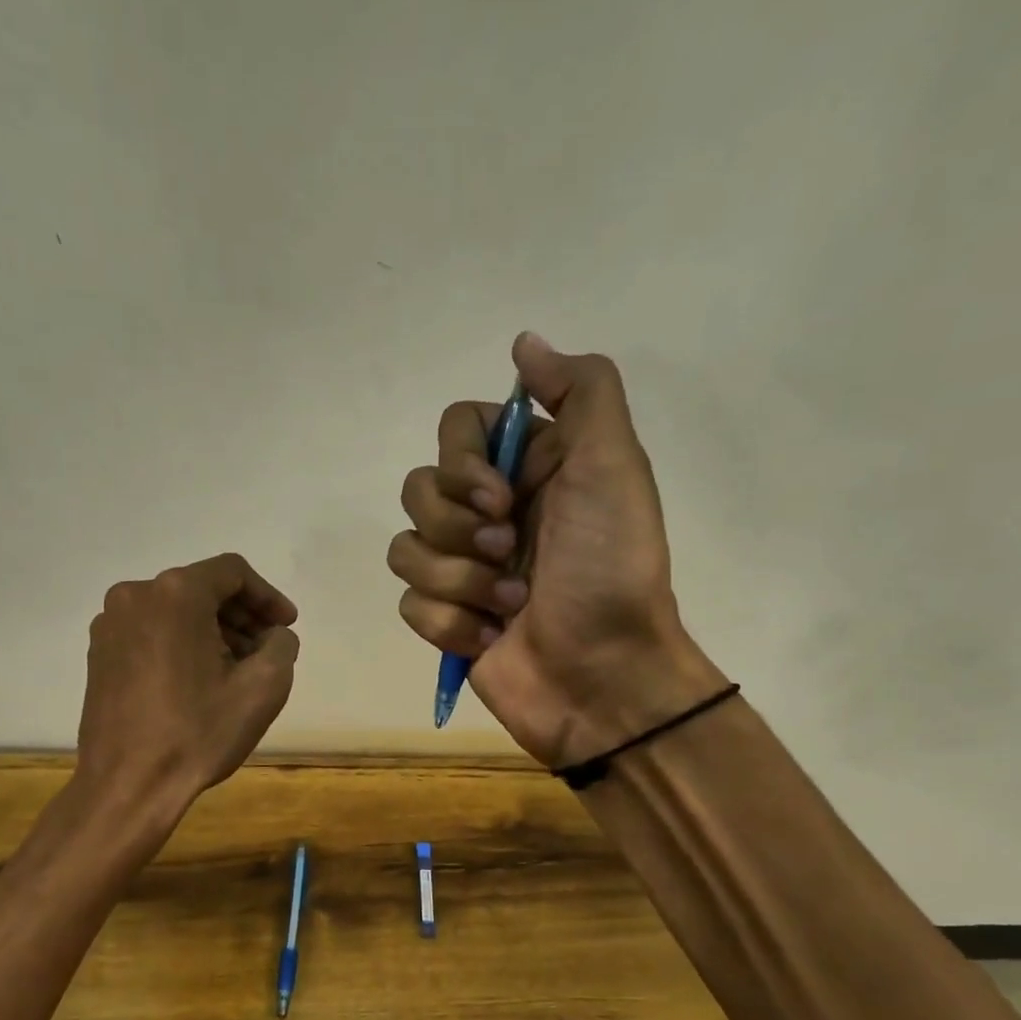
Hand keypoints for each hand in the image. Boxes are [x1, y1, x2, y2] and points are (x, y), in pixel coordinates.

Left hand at [78, 553, 299, 814]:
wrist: (128, 785)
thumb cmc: (198, 734)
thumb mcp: (263, 688)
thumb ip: (281, 645)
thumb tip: (273, 636)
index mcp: (175, 594)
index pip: (233, 572)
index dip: (268, 596)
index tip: (287, 626)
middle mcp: (135, 596)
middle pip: (202, 589)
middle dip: (241, 616)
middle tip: (267, 650)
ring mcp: (110, 625)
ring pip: (175, 612)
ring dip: (212, 631)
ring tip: (236, 670)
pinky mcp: (98, 654)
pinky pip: (151, 632)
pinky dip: (181, 644)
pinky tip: (198, 680)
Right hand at [387, 332, 724, 767]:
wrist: (605, 677)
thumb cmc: (611, 571)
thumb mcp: (614, 466)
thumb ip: (580, 391)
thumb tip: (523, 342)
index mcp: (527, 470)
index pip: (455, 430)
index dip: (462, 462)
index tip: (500, 496)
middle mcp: (490, 513)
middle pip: (418, 489)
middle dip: (457, 527)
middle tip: (509, 552)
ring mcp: (464, 570)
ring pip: (405, 548)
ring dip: (457, 580)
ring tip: (509, 606)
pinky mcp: (446, 620)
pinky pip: (409, 604)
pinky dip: (450, 623)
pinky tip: (490, 640)